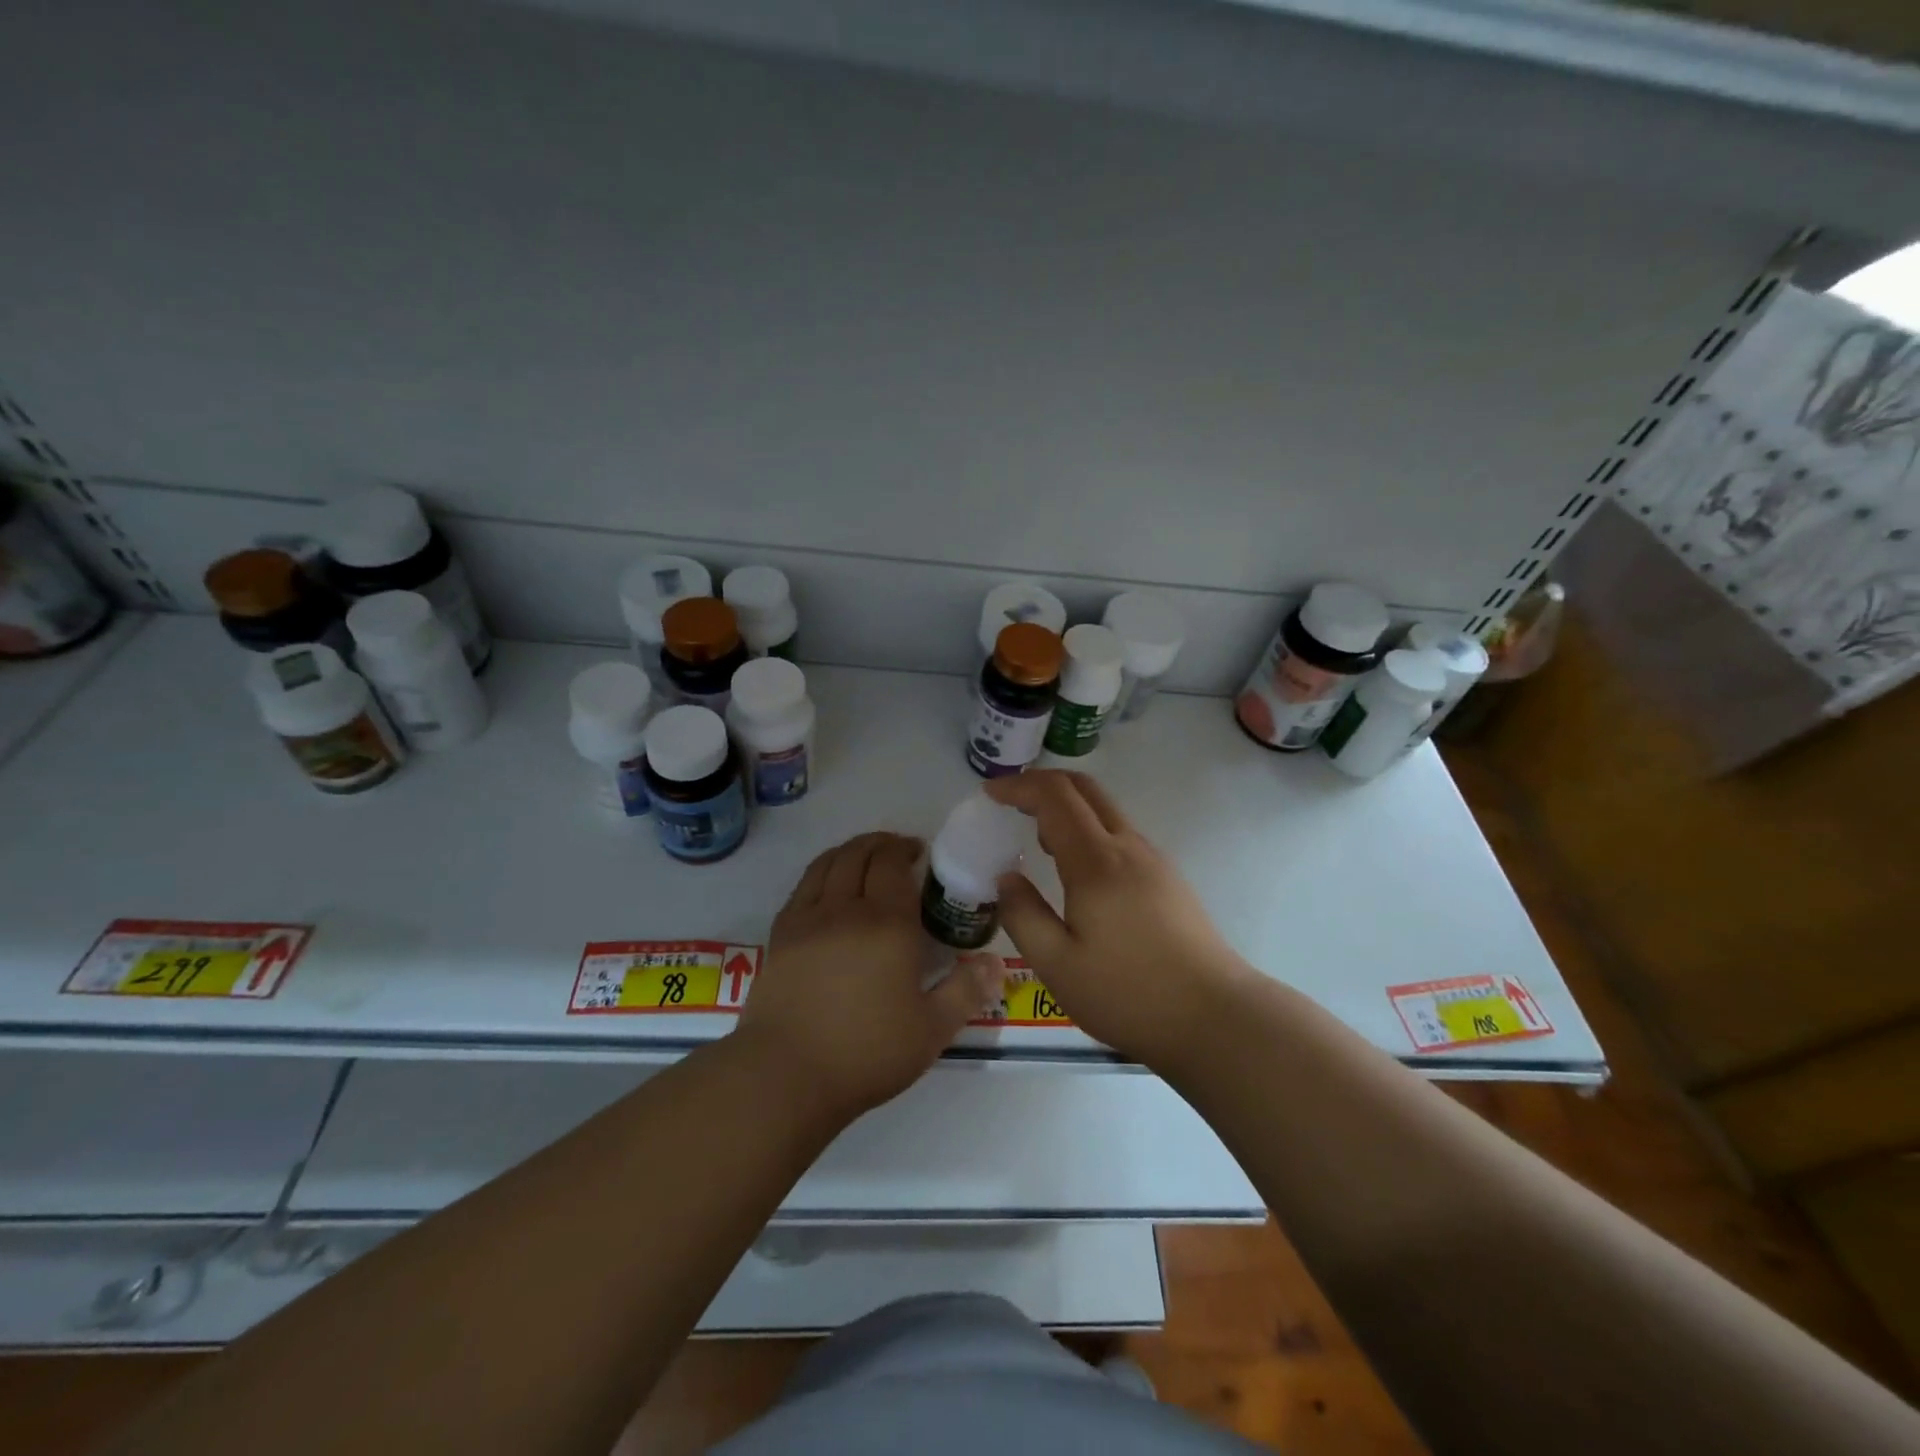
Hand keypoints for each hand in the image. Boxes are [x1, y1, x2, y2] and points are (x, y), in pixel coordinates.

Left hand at [738, 832, 1004, 1120]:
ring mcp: (807, 918)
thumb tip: (995, 963)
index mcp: (887, 923)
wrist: (786, 1075)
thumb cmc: (866, 1053)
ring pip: (828, 862)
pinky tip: (829, 887)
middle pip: (860, 853)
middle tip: (897, 853)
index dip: (905, 849)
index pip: (892, 862)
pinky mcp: (780, 934)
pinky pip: (803, 885)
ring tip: (865, 859)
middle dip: (881, 844)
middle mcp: (845, 908)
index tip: (920, 854)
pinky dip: (822, 871)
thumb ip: (966, 991)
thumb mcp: (931, 1030)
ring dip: (851, 851)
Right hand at [984, 770, 1254, 1067]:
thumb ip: (1023, 916)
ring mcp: (1153, 860)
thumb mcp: (1058, 966)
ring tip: (1037, 841)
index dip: (1019, 786)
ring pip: (1105, 811)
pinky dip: (1089, 831)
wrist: (1215, 1017)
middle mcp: (1127, 847)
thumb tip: (1006, 878)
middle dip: (1043, 784)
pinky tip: (1076, 872)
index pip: (1054, 796)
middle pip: (1084, 789)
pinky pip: (1120, 835)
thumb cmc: (1129, 993)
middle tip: (1010, 804)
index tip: (989, 794)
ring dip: (1067, 809)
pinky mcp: (1168, 879)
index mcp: (1096, 861)